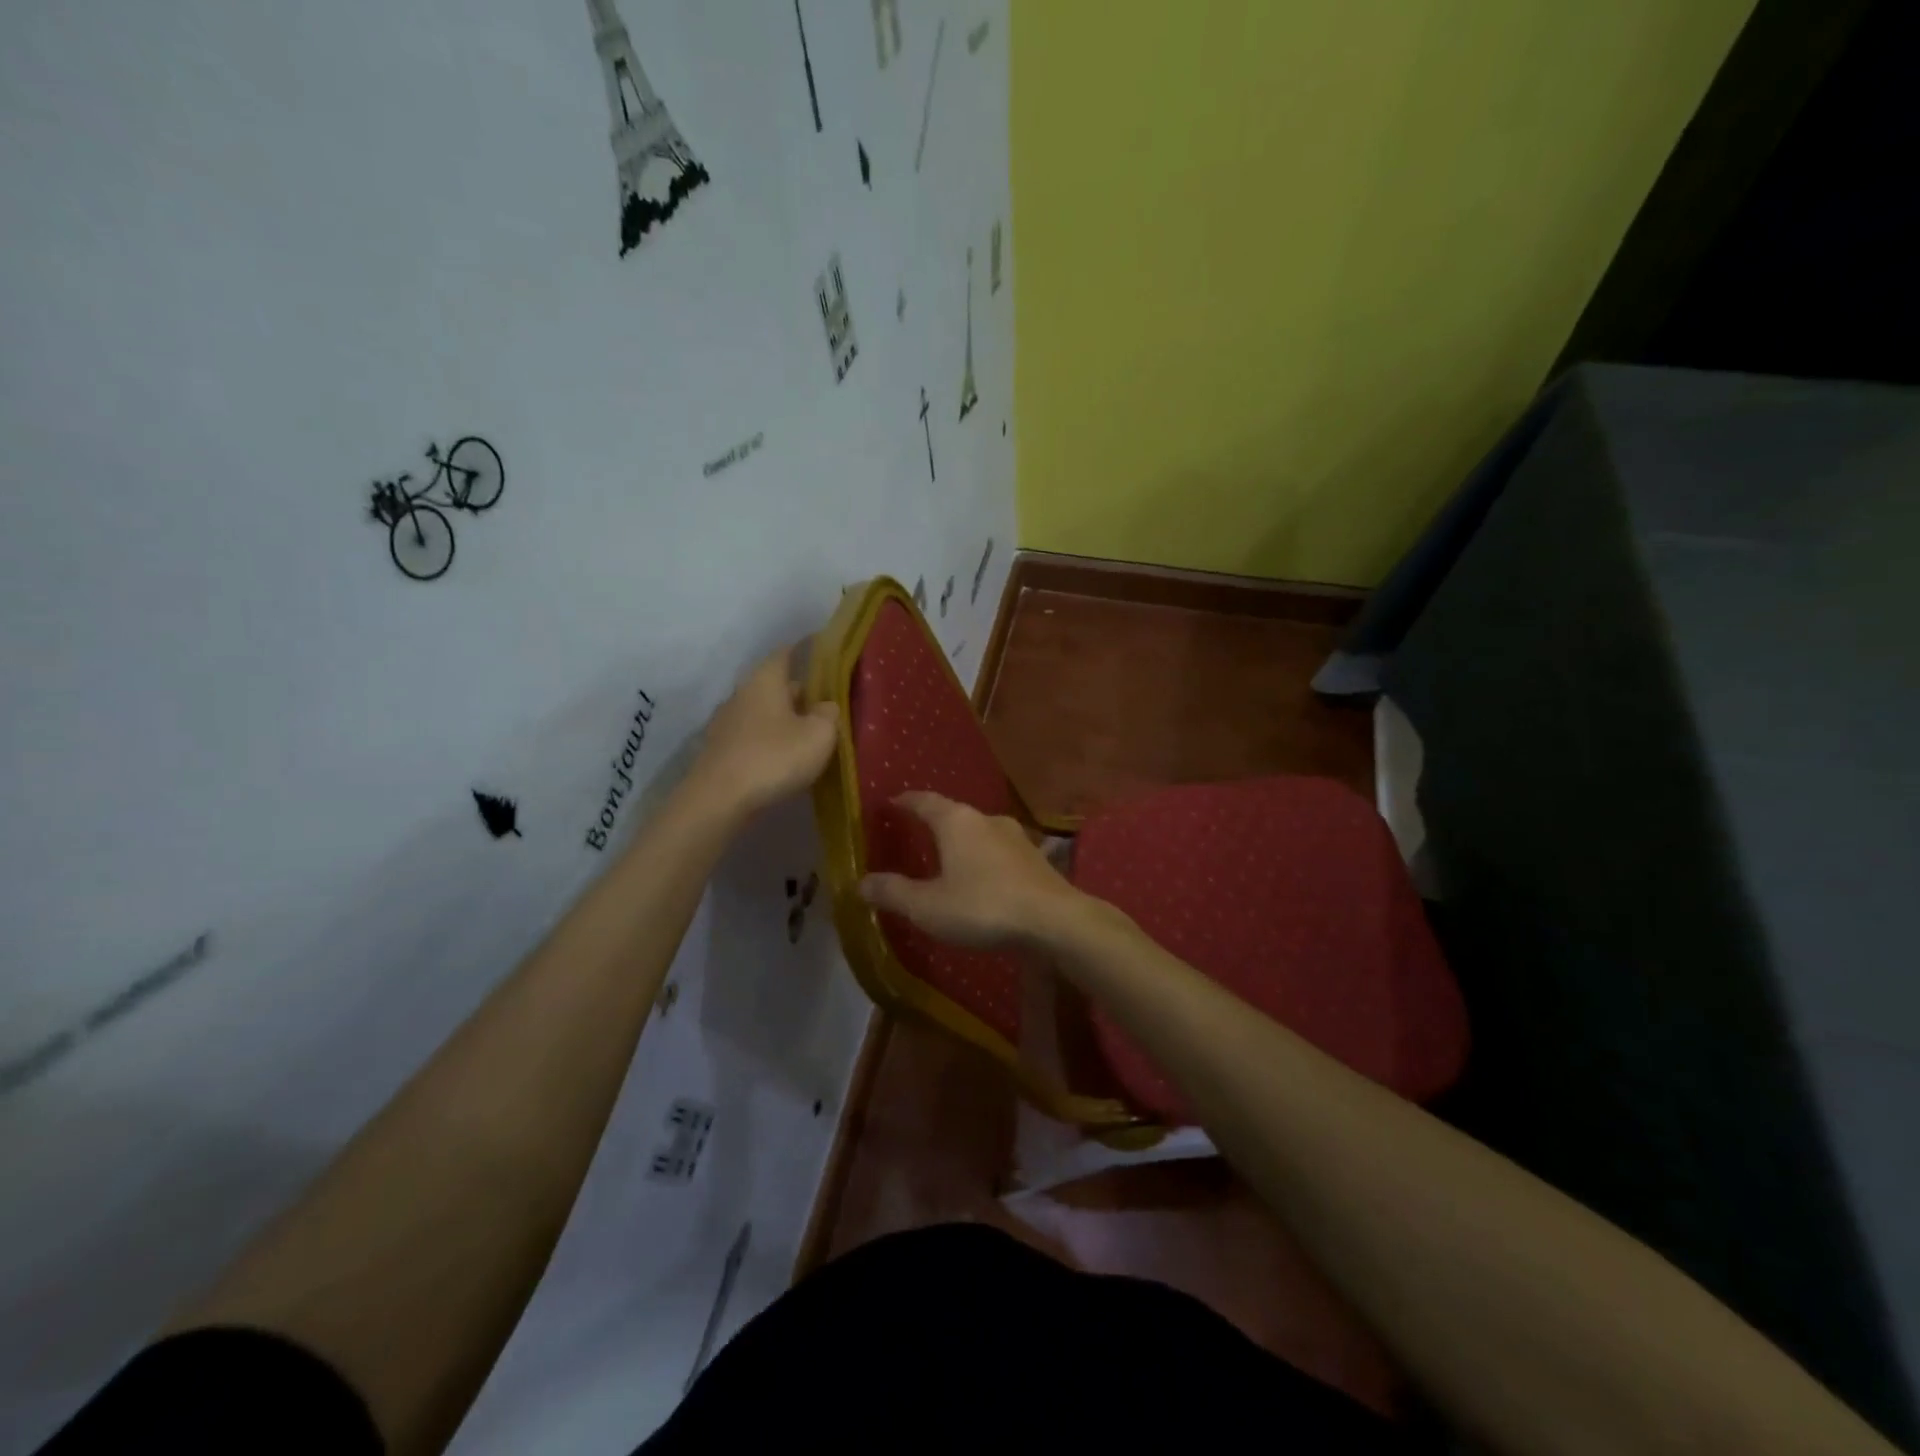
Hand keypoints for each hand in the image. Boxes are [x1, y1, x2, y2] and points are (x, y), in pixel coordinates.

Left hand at [691, 644, 838, 816]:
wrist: (719, 799)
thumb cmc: (774, 757)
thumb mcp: (819, 735)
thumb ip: (829, 714)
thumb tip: (826, 706)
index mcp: (766, 679)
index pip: (786, 653)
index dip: (805, 651)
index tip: (823, 654)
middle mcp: (742, 693)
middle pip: (774, 684)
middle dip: (798, 692)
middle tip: (825, 703)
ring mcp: (726, 721)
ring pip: (763, 711)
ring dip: (783, 718)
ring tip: (807, 733)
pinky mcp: (720, 749)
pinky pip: (752, 735)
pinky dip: (769, 739)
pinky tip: (783, 756)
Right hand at [858, 792, 1084, 948]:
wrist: (1055, 921)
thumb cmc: (983, 906)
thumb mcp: (928, 906)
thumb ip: (894, 892)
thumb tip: (861, 882)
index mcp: (956, 821)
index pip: (923, 801)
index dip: (904, 802)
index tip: (889, 804)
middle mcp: (986, 819)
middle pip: (953, 814)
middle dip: (933, 822)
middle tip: (914, 833)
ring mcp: (1015, 836)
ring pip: (979, 832)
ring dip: (961, 842)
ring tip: (946, 858)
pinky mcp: (1035, 858)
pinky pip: (998, 851)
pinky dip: (982, 859)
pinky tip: (981, 878)